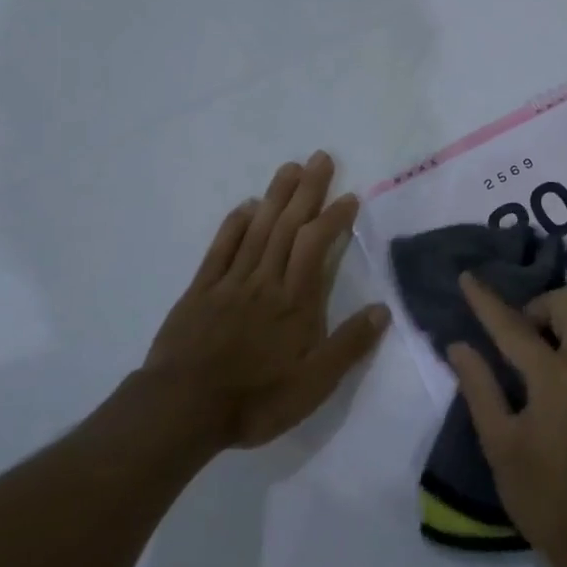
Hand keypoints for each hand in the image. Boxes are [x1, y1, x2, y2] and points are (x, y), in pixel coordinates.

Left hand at [144, 151, 390, 448]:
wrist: (182, 409)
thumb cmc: (255, 400)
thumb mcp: (313, 386)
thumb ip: (348, 345)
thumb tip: (383, 310)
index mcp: (295, 301)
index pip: (317, 245)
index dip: (333, 217)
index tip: (349, 196)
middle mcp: (265, 281)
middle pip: (288, 226)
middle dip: (307, 190)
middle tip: (321, 158)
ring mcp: (231, 282)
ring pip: (258, 229)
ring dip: (276, 196)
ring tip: (290, 167)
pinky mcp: (201, 290)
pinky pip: (221, 249)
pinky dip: (235, 224)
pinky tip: (246, 207)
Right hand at [447, 276, 566, 566]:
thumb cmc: (545, 497)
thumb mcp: (500, 446)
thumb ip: (479, 388)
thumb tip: (458, 346)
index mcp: (554, 379)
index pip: (512, 326)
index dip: (486, 301)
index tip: (468, 278)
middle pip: (566, 304)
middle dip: (537, 308)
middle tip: (521, 336)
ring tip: (556, 343)